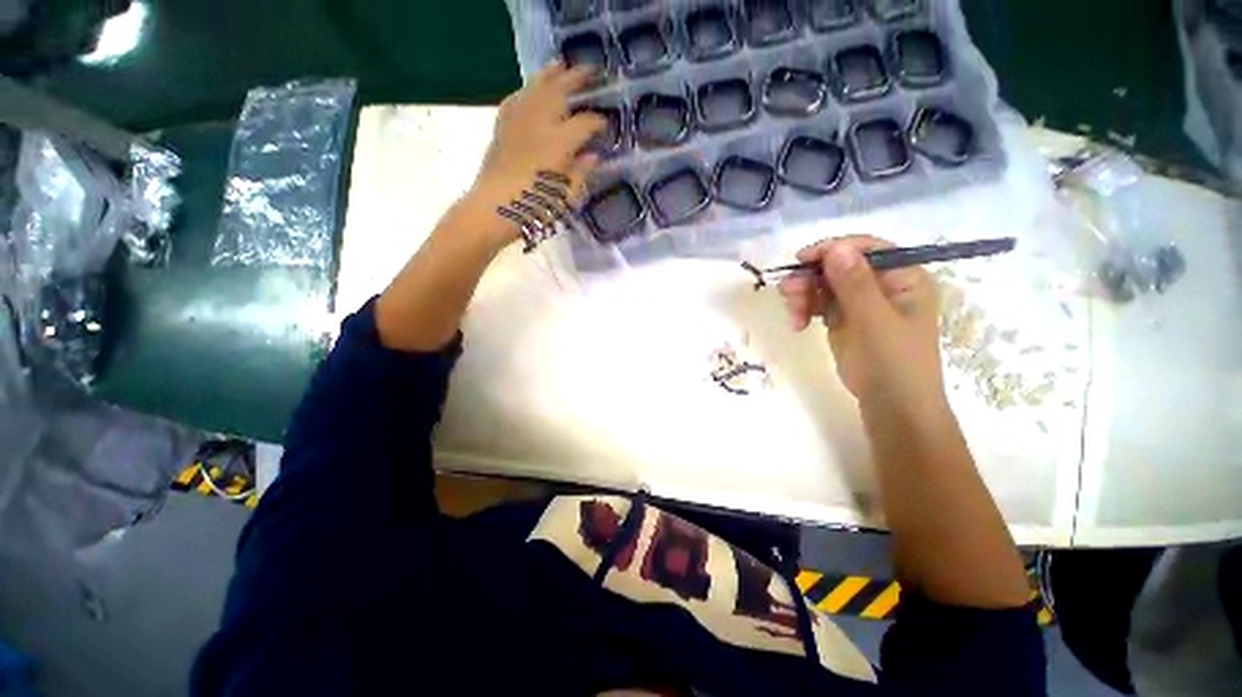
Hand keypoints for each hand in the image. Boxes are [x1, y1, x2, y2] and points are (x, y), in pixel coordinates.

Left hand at [465, 63, 607, 243]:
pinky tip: (529, 90)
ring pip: (535, 88)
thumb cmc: (533, 208)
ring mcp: (517, 122)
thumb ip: (580, 173)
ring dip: (550, 74)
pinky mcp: (501, 128)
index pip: (584, 124)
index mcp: (558, 143)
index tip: (605, 124)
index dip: (597, 122)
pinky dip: (524, 91)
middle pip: (559, 92)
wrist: (492, 210)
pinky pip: (514, 100)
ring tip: (560, 64)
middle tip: (590, 71)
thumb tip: (592, 156)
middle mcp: (538, 124)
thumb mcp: (564, 197)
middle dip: (576, 80)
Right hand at [778, 236, 945, 417]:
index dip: (833, 249)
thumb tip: (836, 247)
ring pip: (826, 285)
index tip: (801, 260)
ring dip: (804, 294)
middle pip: (840, 266)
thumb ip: (855, 284)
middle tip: (787, 293)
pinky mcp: (844, 320)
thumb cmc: (893, 365)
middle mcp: (883, 285)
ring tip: (792, 314)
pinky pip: (820, 304)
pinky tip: (797, 324)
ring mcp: (862, 304)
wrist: (892, 408)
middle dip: (812, 277)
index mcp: (903, 278)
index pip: (867, 249)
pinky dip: (805, 310)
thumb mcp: (874, 322)